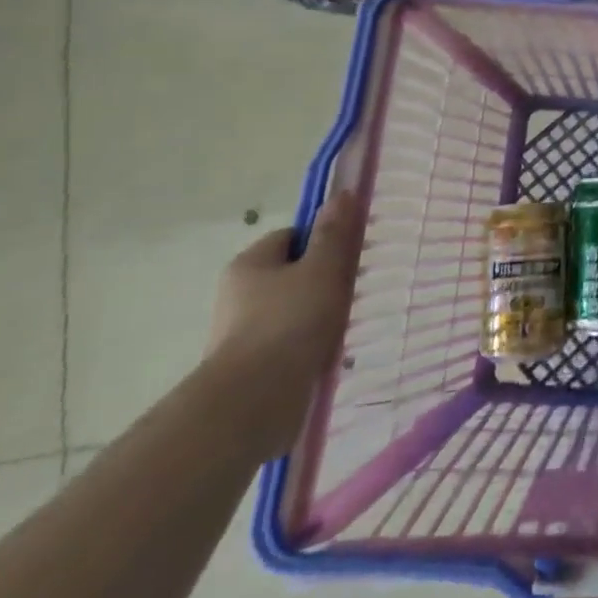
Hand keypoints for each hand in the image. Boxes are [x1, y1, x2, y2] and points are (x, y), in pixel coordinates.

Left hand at [203, 190, 363, 459]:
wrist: (252, 403)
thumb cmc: (289, 323)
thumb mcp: (323, 269)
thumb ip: (334, 233)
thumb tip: (340, 194)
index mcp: (250, 264)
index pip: (292, 237)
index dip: (324, 240)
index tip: (352, 254)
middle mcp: (239, 294)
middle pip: (293, 274)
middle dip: (325, 280)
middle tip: (358, 287)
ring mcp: (243, 333)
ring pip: (294, 311)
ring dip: (321, 316)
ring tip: (351, 324)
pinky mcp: (252, 367)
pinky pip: (290, 345)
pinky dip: (311, 346)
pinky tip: (334, 354)